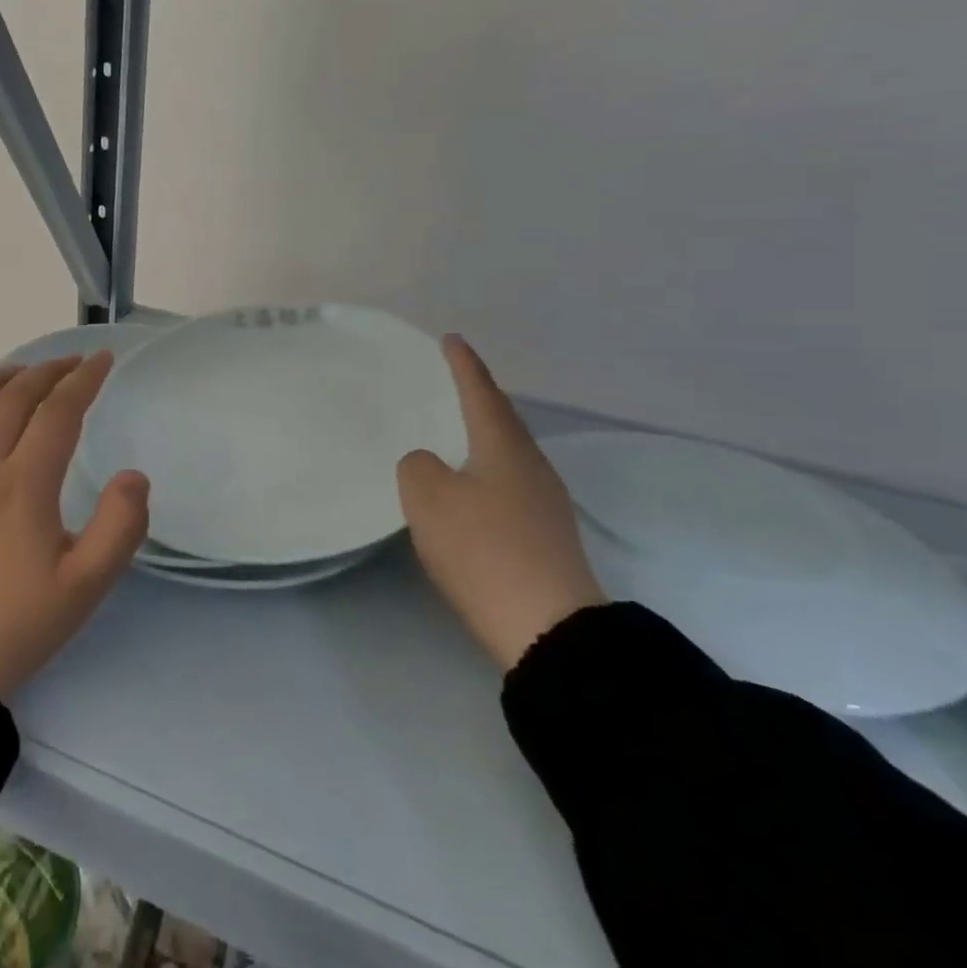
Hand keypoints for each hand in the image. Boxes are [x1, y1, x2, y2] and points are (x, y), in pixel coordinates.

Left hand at [0, 352, 149, 700]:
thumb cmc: (18, 625)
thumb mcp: (86, 586)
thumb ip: (120, 527)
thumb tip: (134, 475)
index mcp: (24, 485)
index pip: (58, 413)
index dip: (83, 380)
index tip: (102, 361)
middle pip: (14, 399)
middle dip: (48, 372)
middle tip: (73, 363)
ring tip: (22, 370)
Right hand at [397, 336, 605, 671]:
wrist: (548, 628)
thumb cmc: (482, 548)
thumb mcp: (427, 497)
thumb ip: (418, 467)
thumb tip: (430, 465)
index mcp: (504, 446)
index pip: (480, 392)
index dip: (463, 364)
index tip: (451, 339)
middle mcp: (531, 466)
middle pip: (502, 420)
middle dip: (478, 398)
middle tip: (454, 382)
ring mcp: (545, 503)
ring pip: (508, 455)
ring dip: (483, 438)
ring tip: (458, 433)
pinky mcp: (546, 537)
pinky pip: (509, 487)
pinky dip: (486, 474)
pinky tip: (472, 490)